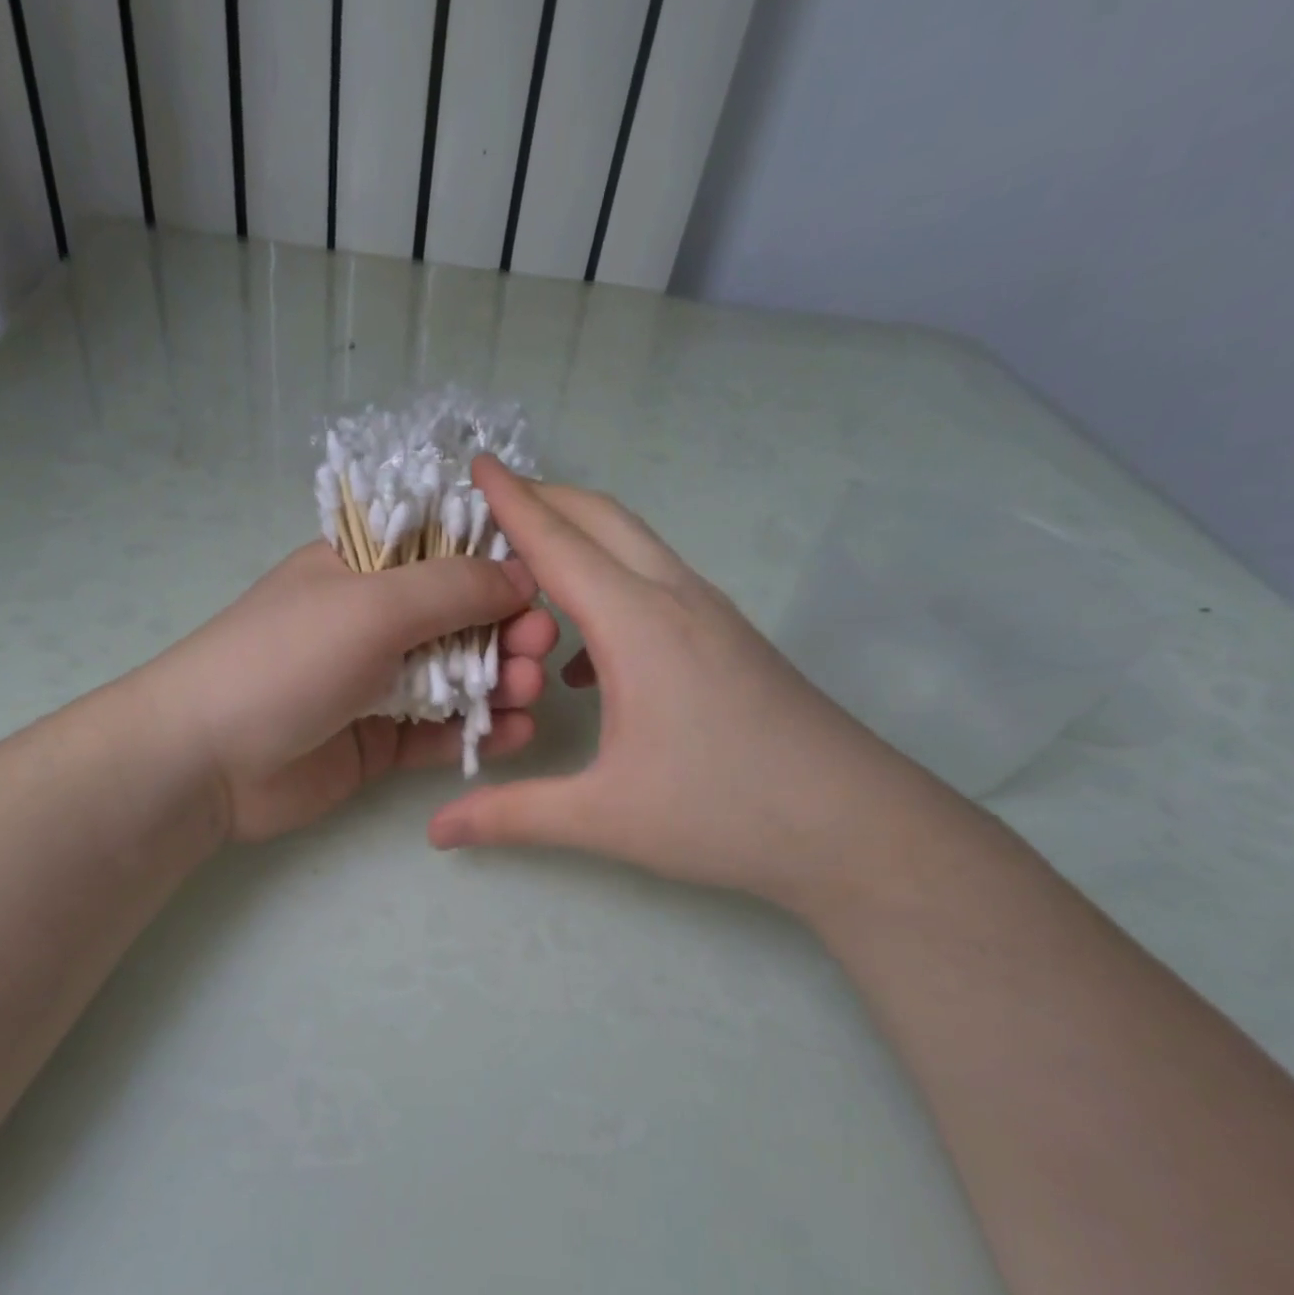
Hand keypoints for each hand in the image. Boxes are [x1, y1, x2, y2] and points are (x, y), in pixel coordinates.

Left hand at [151, 542, 558, 842]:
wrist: (206, 760)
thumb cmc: (286, 659)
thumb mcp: (371, 604)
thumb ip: (452, 588)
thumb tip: (521, 573)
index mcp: (364, 569)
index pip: (446, 553)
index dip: (498, 566)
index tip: (543, 586)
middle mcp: (375, 622)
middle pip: (462, 619)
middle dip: (507, 631)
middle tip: (540, 649)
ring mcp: (378, 684)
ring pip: (457, 678)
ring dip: (499, 682)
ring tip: (528, 693)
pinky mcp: (381, 741)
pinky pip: (440, 731)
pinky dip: (477, 731)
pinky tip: (514, 734)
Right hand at [429, 459, 953, 914]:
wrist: (855, 826)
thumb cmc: (723, 812)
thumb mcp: (603, 817)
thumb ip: (511, 816)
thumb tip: (439, 831)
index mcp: (636, 625)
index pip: (558, 542)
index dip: (511, 502)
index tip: (475, 464)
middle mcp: (675, 600)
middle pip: (604, 519)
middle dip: (546, 500)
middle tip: (492, 507)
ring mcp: (711, 617)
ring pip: (636, 549)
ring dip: (582, 544)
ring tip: (531, 576)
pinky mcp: (731, 641)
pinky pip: (657, 589)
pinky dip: (612, 593)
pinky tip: (589, 663)